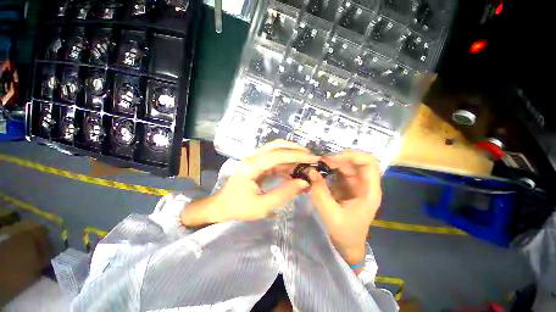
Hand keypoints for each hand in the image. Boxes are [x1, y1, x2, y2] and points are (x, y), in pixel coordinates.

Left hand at [181, 140, 318, 225]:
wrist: (222, 207)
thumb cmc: (239, 208)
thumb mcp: (262, 206)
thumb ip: (284, 194)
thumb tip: (304, 183)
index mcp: (251, 167)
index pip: (277, 155)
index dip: (297, 155)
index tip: (313, 158)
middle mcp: (253, 158)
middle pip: (276, 145)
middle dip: (295, 148)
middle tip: (310, 156)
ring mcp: (254, 159)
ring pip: (276, 149)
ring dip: (291, 153)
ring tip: (305, 162)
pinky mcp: (257, 164)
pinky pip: (274, 159)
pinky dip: (286, 162)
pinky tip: (294, 169)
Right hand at [308, 150, 381, 268]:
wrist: (347, 244)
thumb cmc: (344, 232)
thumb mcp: (330, 214)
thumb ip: (320, 192)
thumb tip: (311, 171)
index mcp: (369, 191)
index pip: (369, 164)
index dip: (354, 156)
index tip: (334, 157)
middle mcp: (364, 184)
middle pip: (356, 161)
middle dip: (339, 157)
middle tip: (321, 160)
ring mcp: (355, 184)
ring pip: (347, 164)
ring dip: (333, 161)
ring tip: (319, 164)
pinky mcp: (346, 185)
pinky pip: (339, 171)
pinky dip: (330, 168)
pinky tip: (320, 169)